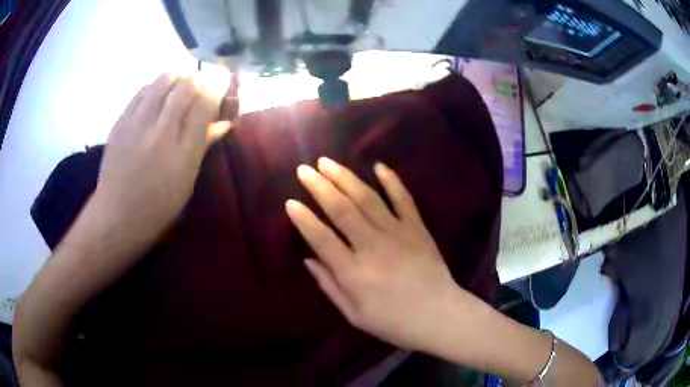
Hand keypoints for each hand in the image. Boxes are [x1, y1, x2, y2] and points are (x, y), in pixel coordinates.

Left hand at [95, 73, 231, 240]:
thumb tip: (224, 122)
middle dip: (201, 77)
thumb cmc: (158, 206)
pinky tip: (159, 95)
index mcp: (182, 151)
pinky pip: (144, 89)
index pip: (206, 102)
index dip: (219, 85)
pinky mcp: (121, 121)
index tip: (224, 81)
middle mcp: (161, 131)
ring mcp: (138, 123)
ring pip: (164, 79)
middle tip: (204, 82)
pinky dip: (157, 85)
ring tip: (181, 86)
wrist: (117, 216)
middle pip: (187, 84)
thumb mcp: (187, 181)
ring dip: (179, 76)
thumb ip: (204, 146)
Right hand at [285, 158, 464, 350]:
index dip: (303, 219)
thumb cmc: (393, 322)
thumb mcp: (354, 314)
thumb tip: (308, 260)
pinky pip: (403, 199)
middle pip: (341, 210)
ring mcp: (397, 233)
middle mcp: (372, 246)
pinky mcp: (417, 228)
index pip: (321, 239)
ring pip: (367, 198)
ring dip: (345, 177)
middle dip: (320, 187)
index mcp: (354, 272)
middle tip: (304, 170)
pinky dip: (391, 181)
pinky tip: (378, 165)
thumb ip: (329, 286)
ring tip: (327, 162)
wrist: (439, 315)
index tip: (290, 202)